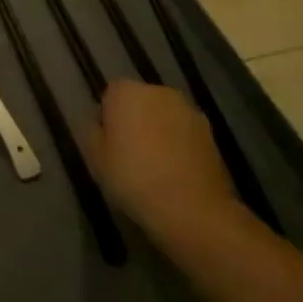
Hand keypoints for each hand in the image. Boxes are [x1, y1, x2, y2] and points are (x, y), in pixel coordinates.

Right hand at [80, 80, 246, 250]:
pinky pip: (184, 133)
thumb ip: (92, 133)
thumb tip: (98, 124)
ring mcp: (188, 110)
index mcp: (126, 92)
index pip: (110, 95)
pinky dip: (179, 145)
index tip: (108, 144)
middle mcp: (158, 92)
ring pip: (164, 116)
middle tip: (128, 154)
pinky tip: (175, 173)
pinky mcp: (210, 133)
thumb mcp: (96, 160)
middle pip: (140, 101)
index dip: (108, 119)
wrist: (193, 209)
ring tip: (155, 166)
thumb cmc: (134, 179)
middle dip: (135, 120)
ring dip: (159, 131)